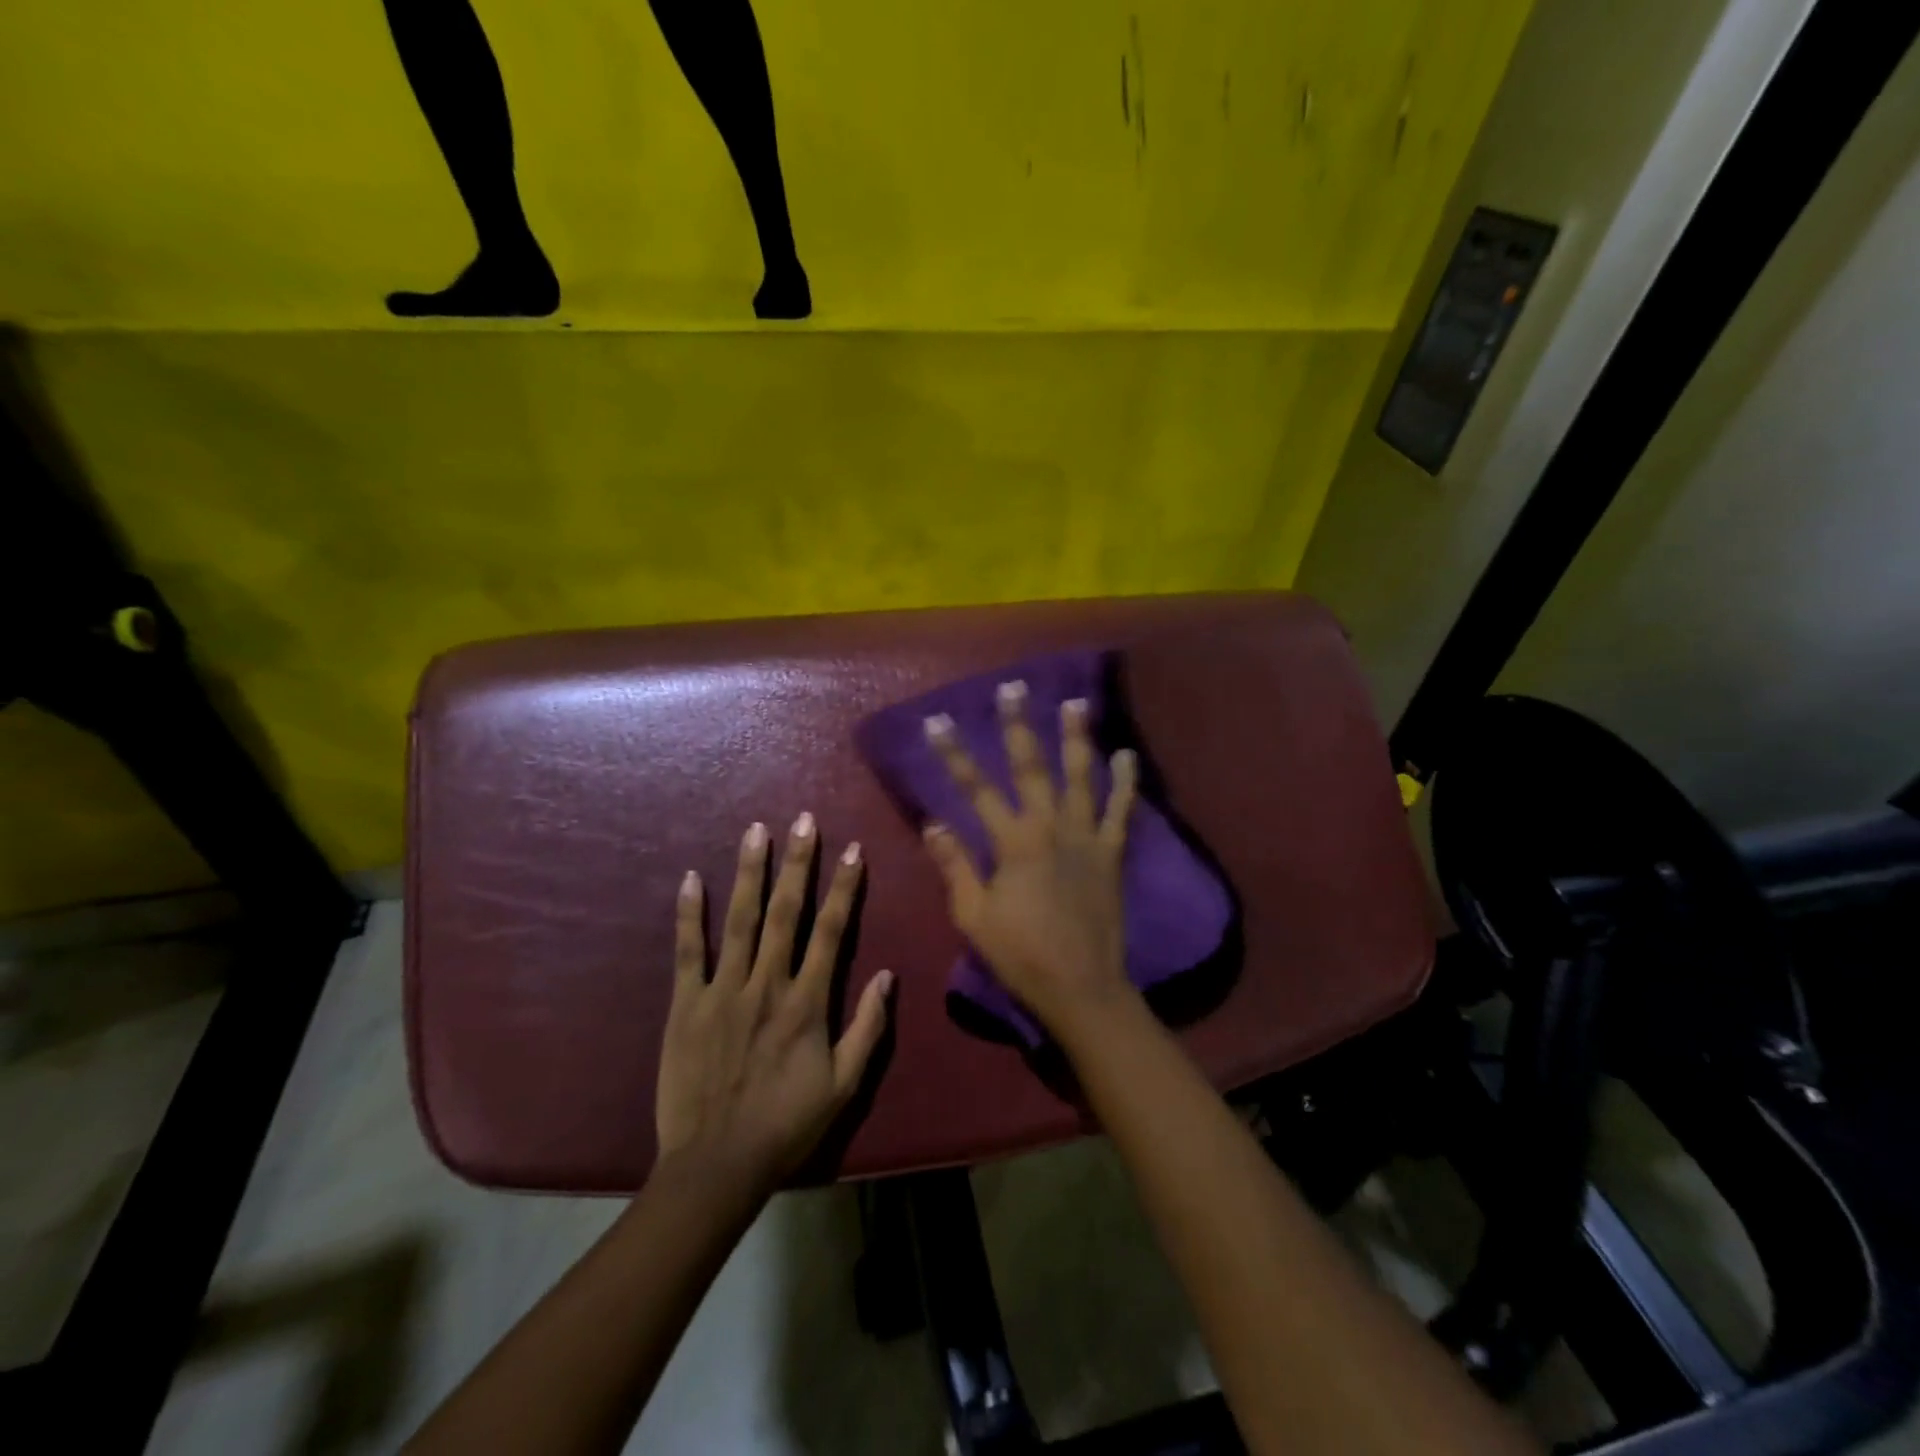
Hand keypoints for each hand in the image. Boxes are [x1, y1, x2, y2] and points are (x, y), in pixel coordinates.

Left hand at [656, 815, 893, 1186]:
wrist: (717, 1165)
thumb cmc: (787, 1124)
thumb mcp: (844, 1085)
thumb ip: (868, 1028)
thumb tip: (887, 975)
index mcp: (807, 1002)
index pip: (832, 931)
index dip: (844, 887)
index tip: (852, 850)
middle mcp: (767, 984)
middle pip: (786, 912)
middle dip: (797, 863)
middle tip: (802, 820)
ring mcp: (723, 991)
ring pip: (739, 920)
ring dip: (749, 873)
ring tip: (755, 832)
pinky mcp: (686, 1005)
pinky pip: (688, 952)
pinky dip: (689, 914)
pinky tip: (690, 878)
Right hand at [920, 680, 1138, 1033]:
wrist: (1081, 986)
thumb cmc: (1020, 954)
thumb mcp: (974, 914)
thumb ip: (955, 865)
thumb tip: (933, 822)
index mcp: (1012, 842)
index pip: (975, 788)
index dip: (954, 754)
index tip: (938, 722)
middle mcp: (1049, 827)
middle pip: (1030, 767)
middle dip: (1018, 725)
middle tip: (1013, 688)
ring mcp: (1085, 837)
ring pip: (1080, 776)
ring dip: (1076, 738)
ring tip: (1075, 703)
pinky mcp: (1111, 853)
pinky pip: (1120, 811)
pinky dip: (1125, 782)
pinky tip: (1127, 755)